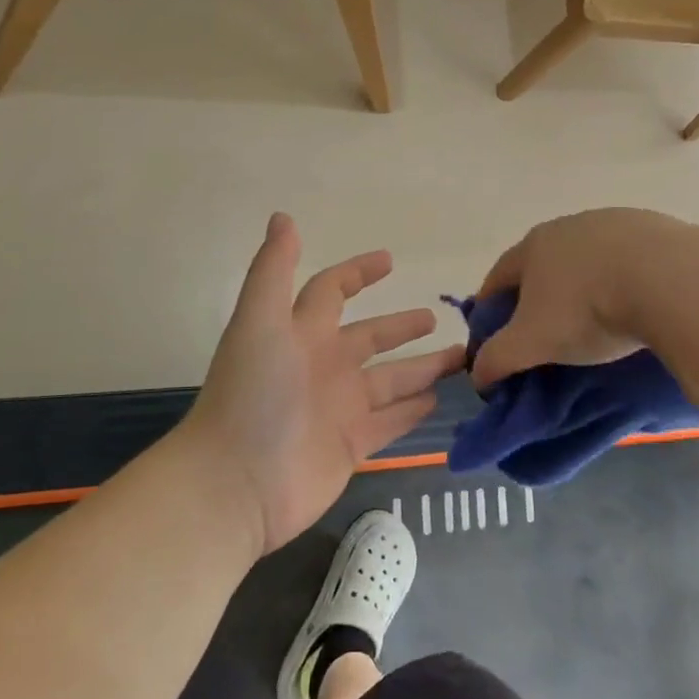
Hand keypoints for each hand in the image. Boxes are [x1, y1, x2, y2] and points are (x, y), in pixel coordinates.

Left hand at [187, 214, 464, 554]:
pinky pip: (390, 421)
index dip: (357, 273)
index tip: (391, 260)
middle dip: (401, 326)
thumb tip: (283, 216)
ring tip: (462, 357)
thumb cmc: (252, 394)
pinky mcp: (351, 444)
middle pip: (370, 338)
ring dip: (423, 368)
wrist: (237, 482)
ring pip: (390, 380)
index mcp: (300, 333)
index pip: (331, 291)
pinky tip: (439, 400)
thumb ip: (273, 270)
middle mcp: (322, 366)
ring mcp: (338, 408)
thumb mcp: (259, 321)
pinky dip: (413, 411)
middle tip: (437, 316)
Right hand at [470, 208, 697, 387]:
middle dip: (538, 296)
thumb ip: (496, 359)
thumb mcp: (531, 343)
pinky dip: (625, 280)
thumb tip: (478, 375)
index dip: (490, 308)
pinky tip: (637, 304)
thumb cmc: (587, 309)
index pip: (498, 277)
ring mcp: (615, 223)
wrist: (669, 279)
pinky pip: (630, 261)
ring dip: (585, 285)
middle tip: (546, 333)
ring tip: (597, 321)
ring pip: (588, 259)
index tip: (494, 337)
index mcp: (533, 246)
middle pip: (543, 264)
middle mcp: (569, 225)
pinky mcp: (656, 229)